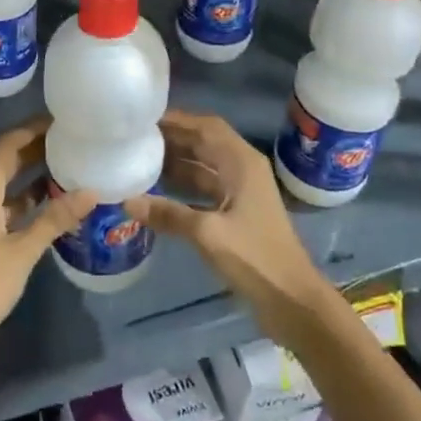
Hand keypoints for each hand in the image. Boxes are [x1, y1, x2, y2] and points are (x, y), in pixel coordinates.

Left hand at [0, 121, 96, 378]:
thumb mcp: (22, 252)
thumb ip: (54, 219)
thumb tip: (91, 192)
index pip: (7, 145)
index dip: (32, 130)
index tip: (60, 121)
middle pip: (4, 163)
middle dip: (35, 152)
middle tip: (70, 144)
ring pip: (3, 188)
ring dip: (30, 179)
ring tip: (67, 172)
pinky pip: (1, 209)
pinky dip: (23, 204)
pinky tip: (48, 211)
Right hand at [124, 110, 335, 347]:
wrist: (293, 301)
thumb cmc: (256, 258)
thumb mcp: (208, 233)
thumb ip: (169, 214)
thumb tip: (127, 201)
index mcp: (242, 162)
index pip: (206, 126)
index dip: (178, 120)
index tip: (145, 119)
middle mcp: (242, 169)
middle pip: (204, 143)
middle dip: (173, 139)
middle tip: (135, 138)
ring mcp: (241, 191)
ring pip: (203, 166)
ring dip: (176, 162)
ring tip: (140, 159)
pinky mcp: (237, 213)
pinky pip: (205, 188)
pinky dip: (183, 186)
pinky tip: (157, 192)